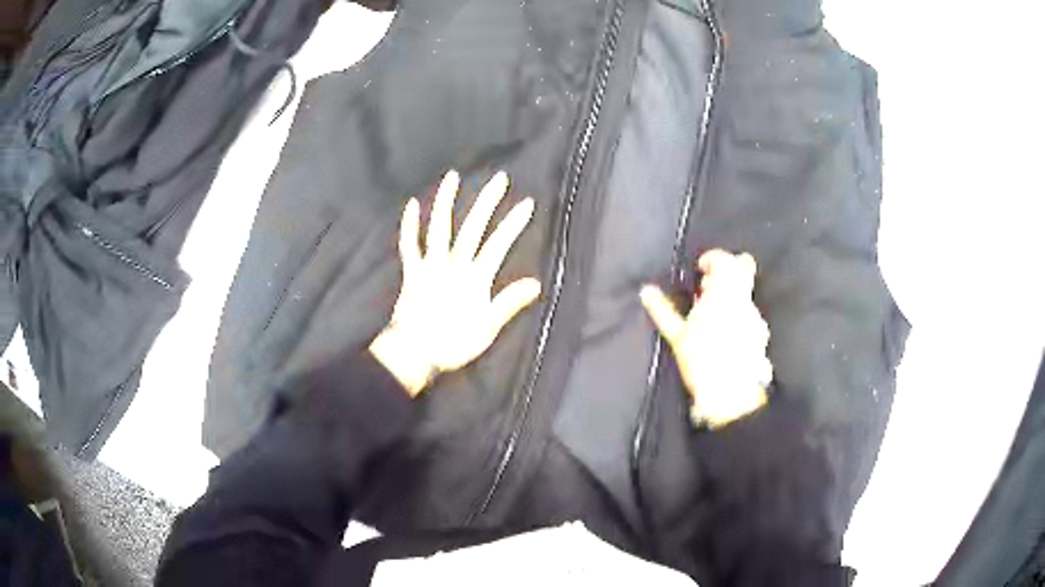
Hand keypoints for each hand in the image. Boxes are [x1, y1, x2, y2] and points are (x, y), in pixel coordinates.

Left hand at [370, 171, 541, 396]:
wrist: (414, 353)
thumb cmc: (453, 343)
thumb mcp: (487, 328)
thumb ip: (509, 302)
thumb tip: (536, 284)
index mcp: (475, 278)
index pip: (498, 244)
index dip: (513, 223)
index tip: (526, 203)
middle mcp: (454, 264)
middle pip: (473, 228)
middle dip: (487, 202)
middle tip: (499, 178)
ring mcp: (430, 265)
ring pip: (439, 227)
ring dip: (446, 201)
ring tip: (452, 176)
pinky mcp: (412, 271)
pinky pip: (409, 244)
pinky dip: (409, 225)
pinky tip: (412, 204)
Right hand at [640, 250, 772, 428]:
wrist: (731, 393)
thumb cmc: (701, 360)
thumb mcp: (677, 335)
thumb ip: (662, 309)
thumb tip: (646, 291)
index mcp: (723, 293)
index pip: (724, 259)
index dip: (712, 258)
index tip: (700, 270)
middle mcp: (743, 299)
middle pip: (744, 266)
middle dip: (728, 269)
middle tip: (709, 286)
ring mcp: (755, 316)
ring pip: (746, 292)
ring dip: (731, 294)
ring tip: (712, 314)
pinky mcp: (761, 333)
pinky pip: (749, 312)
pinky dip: (738, 313)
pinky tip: (726, 332)